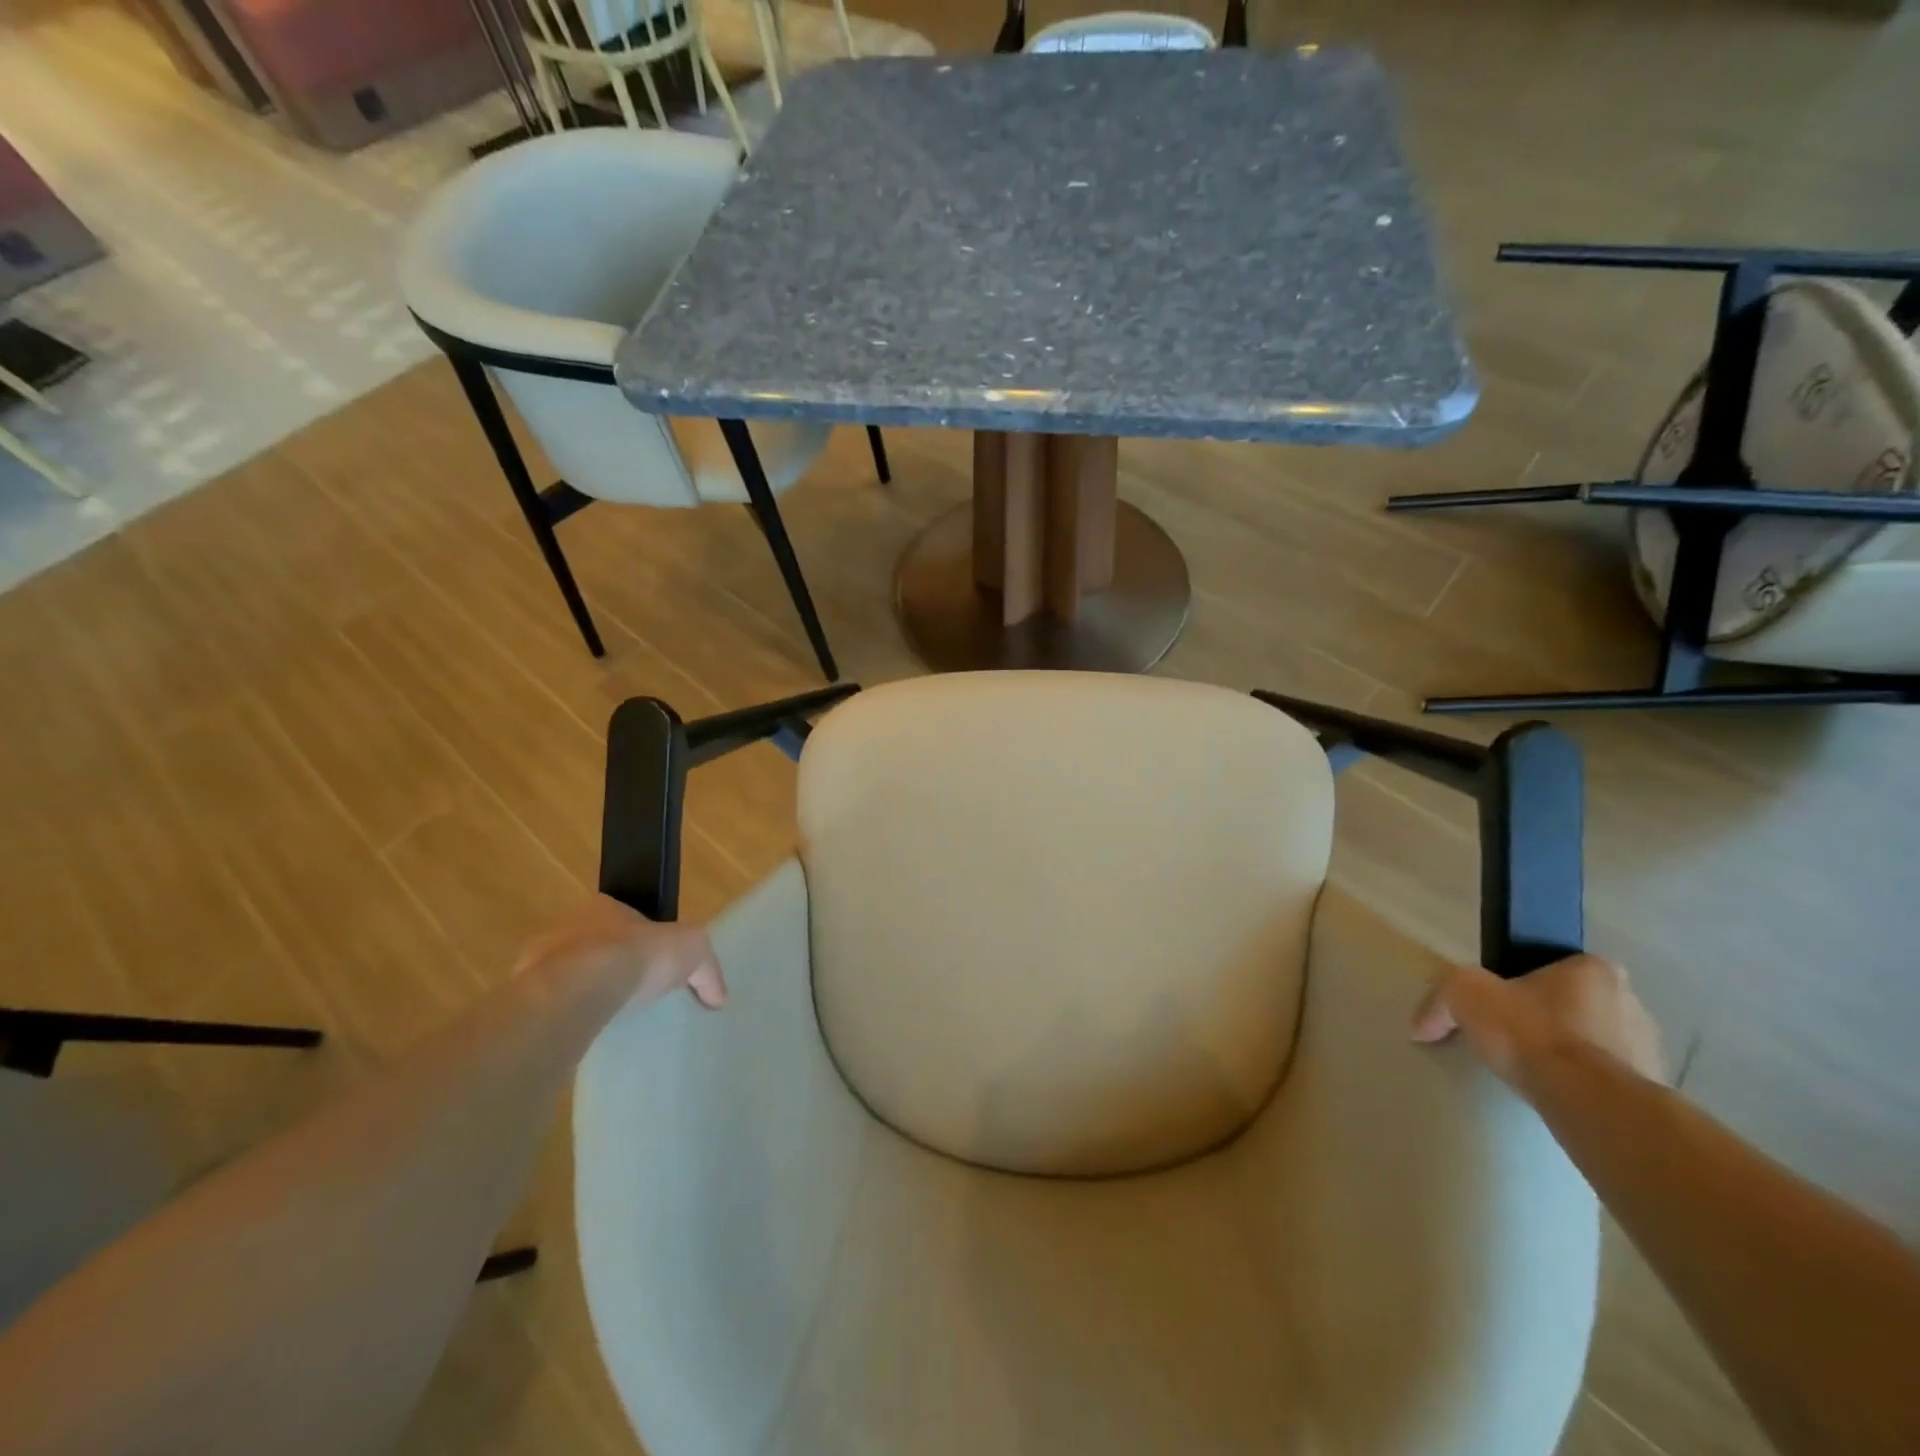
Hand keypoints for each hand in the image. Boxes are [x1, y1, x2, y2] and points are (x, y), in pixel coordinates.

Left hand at [515, 895, 727, 1009]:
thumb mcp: (692, 948)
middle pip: (596, 945)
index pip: (626, 917)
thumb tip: (719, 995)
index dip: (642, 938)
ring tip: (610, 1019)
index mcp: (604, 906)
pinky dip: (568, 1017)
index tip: (655, 964)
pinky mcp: (525, 997)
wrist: (580, 989)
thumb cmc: (636, 955)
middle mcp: (568, 927)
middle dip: (612, 965)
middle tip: (633, 994)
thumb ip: (707, 968)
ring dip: (586, 992)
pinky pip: (552, 1006)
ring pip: (569, 976)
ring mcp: (539, 962)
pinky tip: (587, 1034)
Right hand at [1411, 952, 1664, 1091]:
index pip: (1553, 968)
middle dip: (1546, 1020)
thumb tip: (1421, 1027)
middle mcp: (1632, 1001)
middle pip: (1574, 1005)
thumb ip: (1439, 999)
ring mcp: (1649, 1049)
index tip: (1500, 1008)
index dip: (1522, 984)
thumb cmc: (1532, 1033)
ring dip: (1568, 1054)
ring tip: (1532, 1073)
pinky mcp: (1654, 1091)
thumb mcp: (1464, 994)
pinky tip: (1556, 1094)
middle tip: (1511, 1040)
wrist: (1590, 1101)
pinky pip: (1610, 1080)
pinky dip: (1585, 1084)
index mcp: (1595, 969)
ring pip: (1595, 1043)